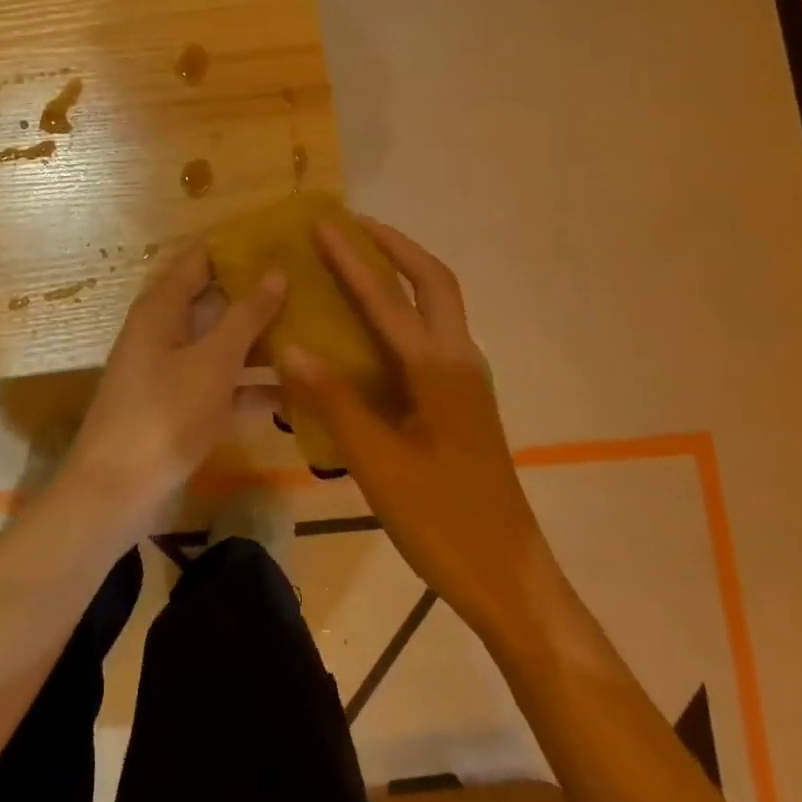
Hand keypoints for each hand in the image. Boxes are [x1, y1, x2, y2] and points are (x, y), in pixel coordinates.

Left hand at [67, 244, 285, 515]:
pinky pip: (221, 384)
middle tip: (310, 285)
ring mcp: (172, 370)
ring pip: (221, 344)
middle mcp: (164, 330)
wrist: (117, 491)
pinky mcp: (180, 406)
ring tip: (314, 330)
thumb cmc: (165, 414)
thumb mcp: (212, 361)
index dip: (238, 248)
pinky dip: (251, 385)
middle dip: (257, 295)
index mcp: (162, 307)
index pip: (201, 259)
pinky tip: (297, 390)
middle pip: (214, 301)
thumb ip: (246, 316)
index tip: (282, 239)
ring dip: (260, 341)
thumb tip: (276, 272)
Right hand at [280, 218, 544, 628]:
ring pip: (439, 306)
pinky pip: (433, 334)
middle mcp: (458, 362)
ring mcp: (466, 381)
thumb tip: (291, 346)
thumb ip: (335, 400)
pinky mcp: (463, 401)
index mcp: (438, 371)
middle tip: (355, 226)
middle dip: (396, 247)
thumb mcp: (377, 463)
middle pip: (435, 282)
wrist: (509, 577)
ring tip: (362, 260)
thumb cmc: (442, 521)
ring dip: (405, 273)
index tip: (323, 224)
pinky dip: (406, 309)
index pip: (387, 300)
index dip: (352, 260)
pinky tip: (374, 327)